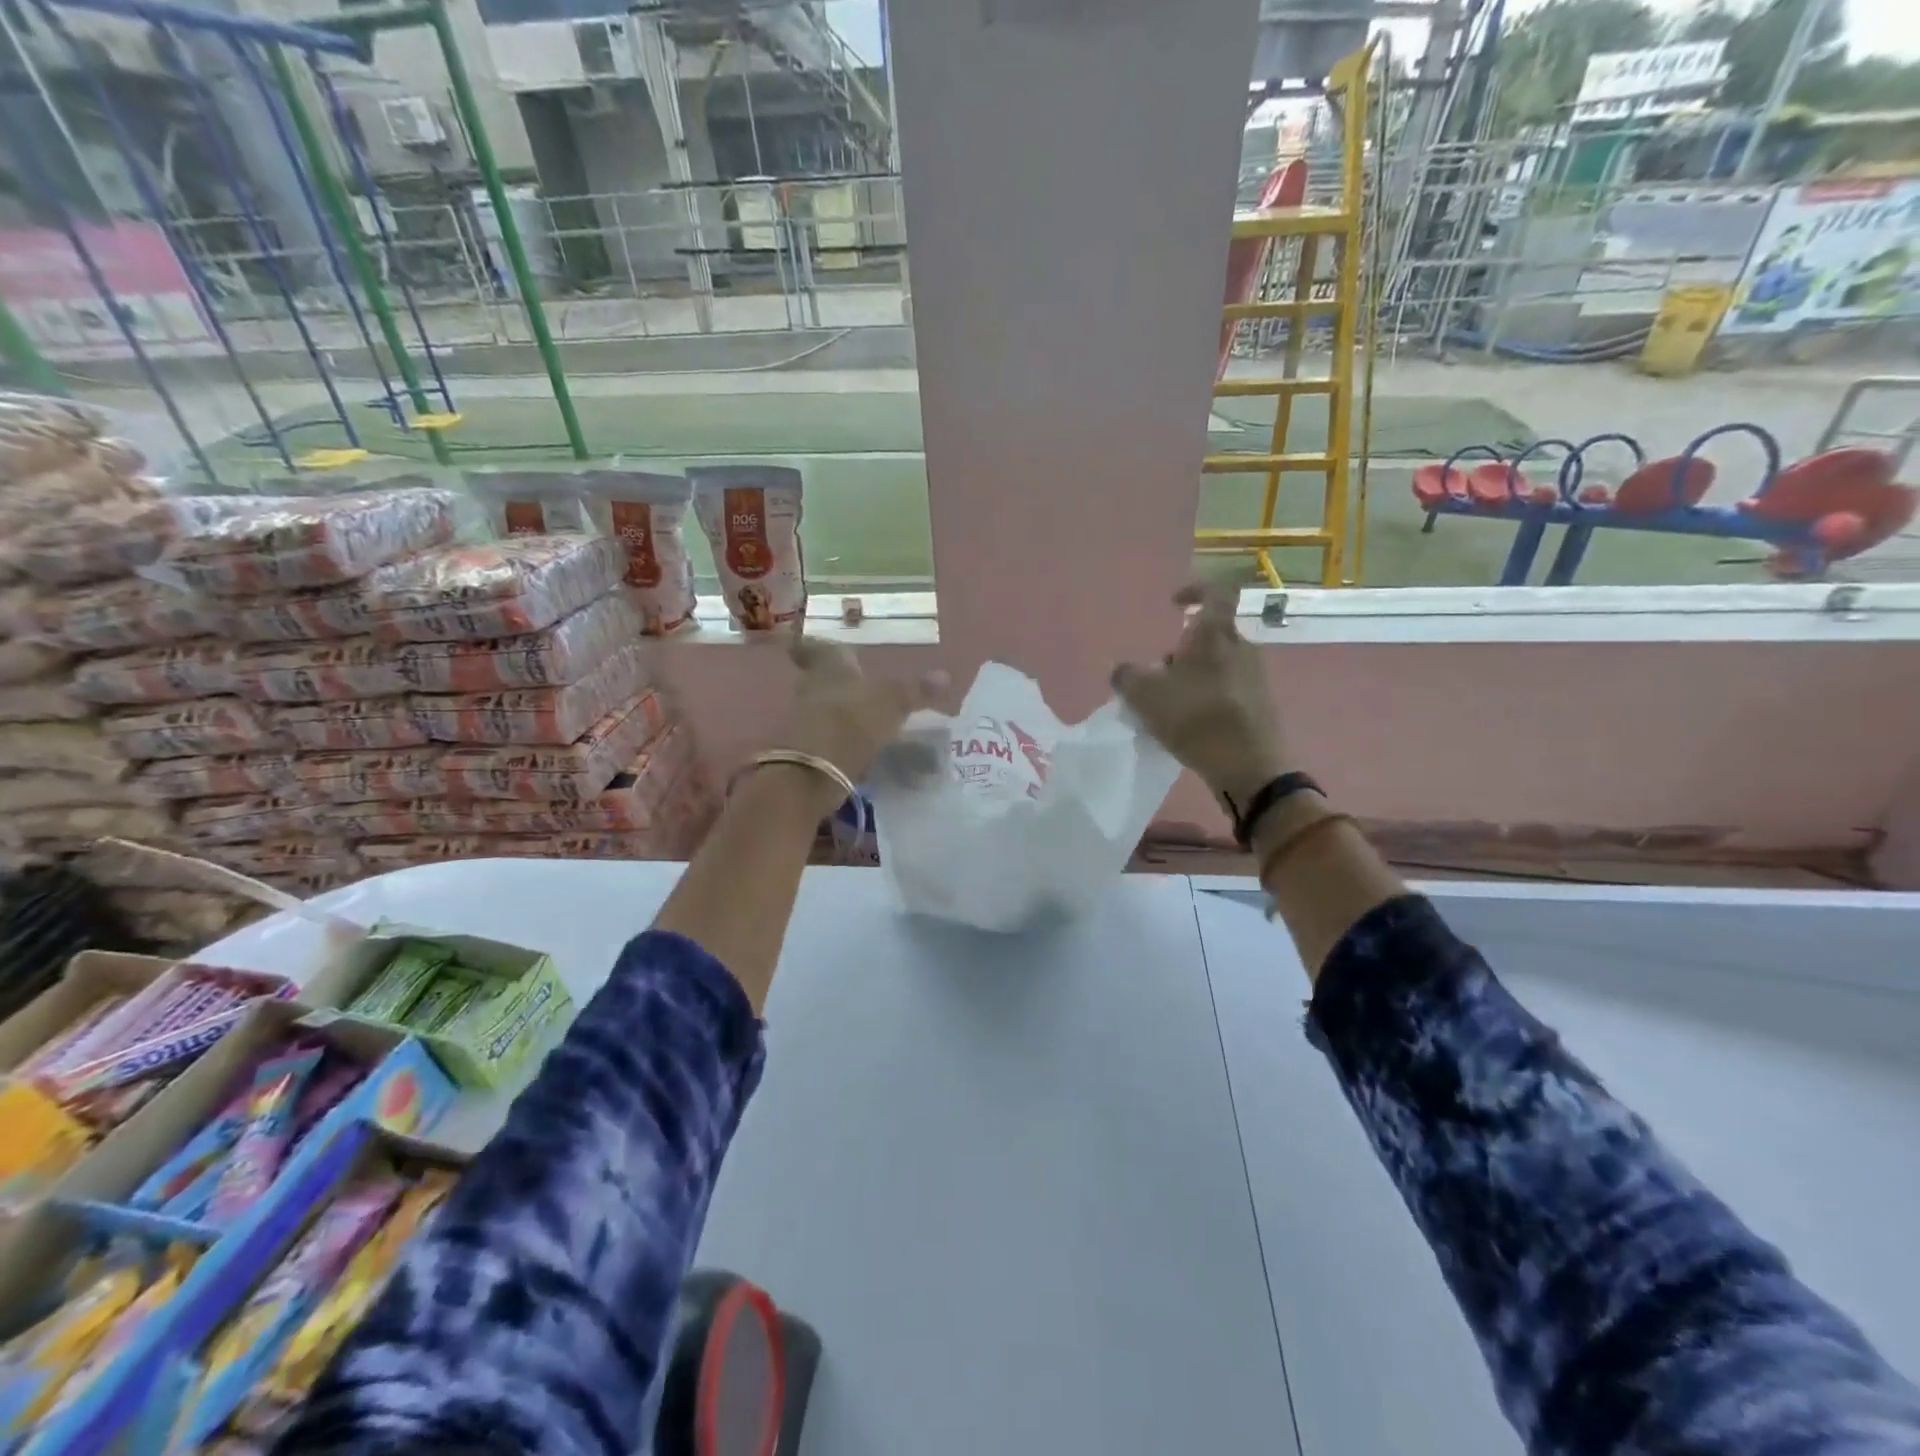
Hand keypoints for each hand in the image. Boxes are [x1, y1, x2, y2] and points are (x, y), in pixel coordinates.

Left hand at [779, 632, 948, 796]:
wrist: (813, 772)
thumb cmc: (853, 722)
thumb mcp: (893, 703)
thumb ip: (917, 691)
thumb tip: (945, 675)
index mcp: (830, 666)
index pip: (816, 648)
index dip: (814, 646)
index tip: (810, 643)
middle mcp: (811, 686)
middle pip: (818, 678)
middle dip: (834, 681)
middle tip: (853, 683)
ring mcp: (802, 718)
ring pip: (820, 706)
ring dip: (836, 709)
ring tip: (860, 715)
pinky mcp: (804, 748)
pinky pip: (822, 734)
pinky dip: (836, 736)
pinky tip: (854, 743)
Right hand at [1110, 582, 1292, 807]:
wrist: (1249, 766)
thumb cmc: (1196, 719)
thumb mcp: (1145, 696)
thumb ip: (1126, 676)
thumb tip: (1123, 671)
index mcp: (1217, 635)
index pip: (1215, 593)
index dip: (1193, 591)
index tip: (1174, 604)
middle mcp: (1241, 648)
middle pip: (1210, 634)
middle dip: (1182, 648)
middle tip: (1159, 672)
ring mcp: (1254, 677)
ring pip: (1217, 662)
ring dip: (1192, 675)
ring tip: (1170, 703)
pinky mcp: (1258, 704)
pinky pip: (1226, 687)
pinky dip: (1206, 695)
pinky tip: (1190, 723)